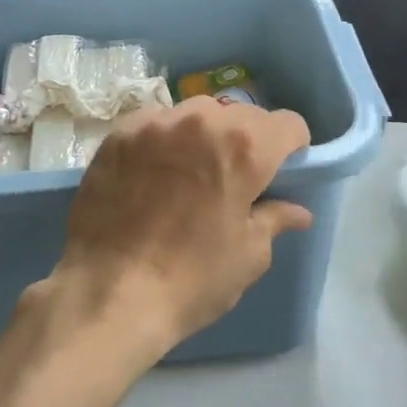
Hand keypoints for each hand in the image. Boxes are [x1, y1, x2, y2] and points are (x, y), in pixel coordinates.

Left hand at [42, 96, 313, 363]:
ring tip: (194, 168)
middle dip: (248, 139)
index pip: (287, 124)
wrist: (108, 294)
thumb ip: (274, 220)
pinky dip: (165, 139)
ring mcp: (155, 123)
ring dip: (205, 133)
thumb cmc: (191, 279)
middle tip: (237, 175)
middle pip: (241, 114)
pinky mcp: (118, 134)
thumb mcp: (248, 255)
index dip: (292, 146)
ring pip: (196, 112)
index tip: (283, 168)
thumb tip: (298, 211)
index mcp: (244, 147)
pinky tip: (155, 171)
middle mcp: (202, 121)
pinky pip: (155, 123)